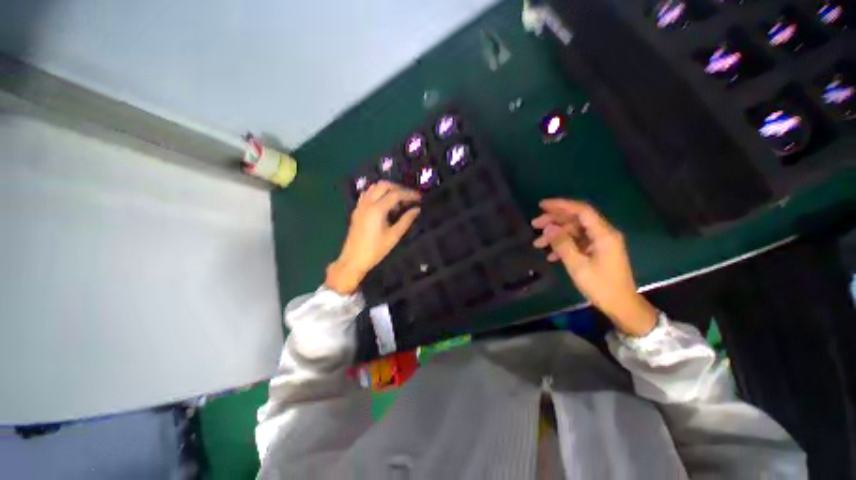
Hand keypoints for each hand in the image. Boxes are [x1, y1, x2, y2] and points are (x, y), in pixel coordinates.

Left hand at [325, 181, 420, 294]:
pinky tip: (384, 203)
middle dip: (398, 188)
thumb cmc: (376, 249)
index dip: (409, 194)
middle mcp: (367, 203)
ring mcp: (360, 205)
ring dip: (387, 189)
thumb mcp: (394, 236)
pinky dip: (377, 193)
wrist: (353, 259)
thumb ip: (406, 220)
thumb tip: (417, 209)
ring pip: (374, 187)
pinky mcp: (357, 210)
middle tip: (409, 197)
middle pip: (384, 185)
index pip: (396, 194)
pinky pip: (367, 194)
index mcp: (377, 209)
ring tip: (398, 200)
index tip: (420, 198)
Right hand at [531, 199, 656, 335]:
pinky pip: (578, 242)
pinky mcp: (598, 251)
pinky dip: (564, 245)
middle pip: (576, 219)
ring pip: (575, 230)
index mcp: (603, 234)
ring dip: (556, 235)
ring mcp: (601, 242)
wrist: (622, 306)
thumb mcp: (577, 265)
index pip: (581, 210)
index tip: (541, 205)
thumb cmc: (601, 286)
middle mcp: (603, 234)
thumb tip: (548, 227)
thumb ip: (562, 244)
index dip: (561, 205)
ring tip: (537, 243)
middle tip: (534, 225)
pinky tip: (550, 255)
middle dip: (554, 220)